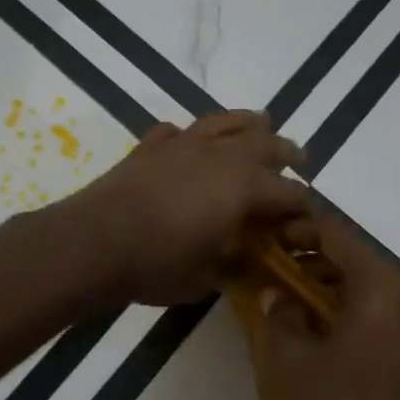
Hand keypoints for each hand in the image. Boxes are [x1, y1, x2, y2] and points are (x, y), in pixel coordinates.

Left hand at [57, 110, 309, 306]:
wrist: (95, 241)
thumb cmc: (157, 264)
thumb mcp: (206, 279)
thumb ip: (233, 266)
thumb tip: (248, 262)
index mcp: (244, 187)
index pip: (289, 192)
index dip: (301, 206)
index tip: (304, 218)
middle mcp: (220, 155)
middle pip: (265, 143)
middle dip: (285, 153)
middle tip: (297, 160)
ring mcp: (183, 144)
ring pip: (225, 121)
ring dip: (247, 124)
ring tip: (258, 126)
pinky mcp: (149, 145)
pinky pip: (177, 130)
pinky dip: (189, 135)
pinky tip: (188, 143)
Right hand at [251, 219, 399, 399]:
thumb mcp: (286, 356)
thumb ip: (280, 312)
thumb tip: (281, 296)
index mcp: (383, 291)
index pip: (338, 236)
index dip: (299, 231)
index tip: (269, 241)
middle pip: (360, 263)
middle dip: (315, 264)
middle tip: (277, 276)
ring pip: (376, 294)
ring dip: (335, 292)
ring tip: (296, 308)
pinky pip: (389, 322)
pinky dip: (357, 317)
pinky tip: (325, 340)